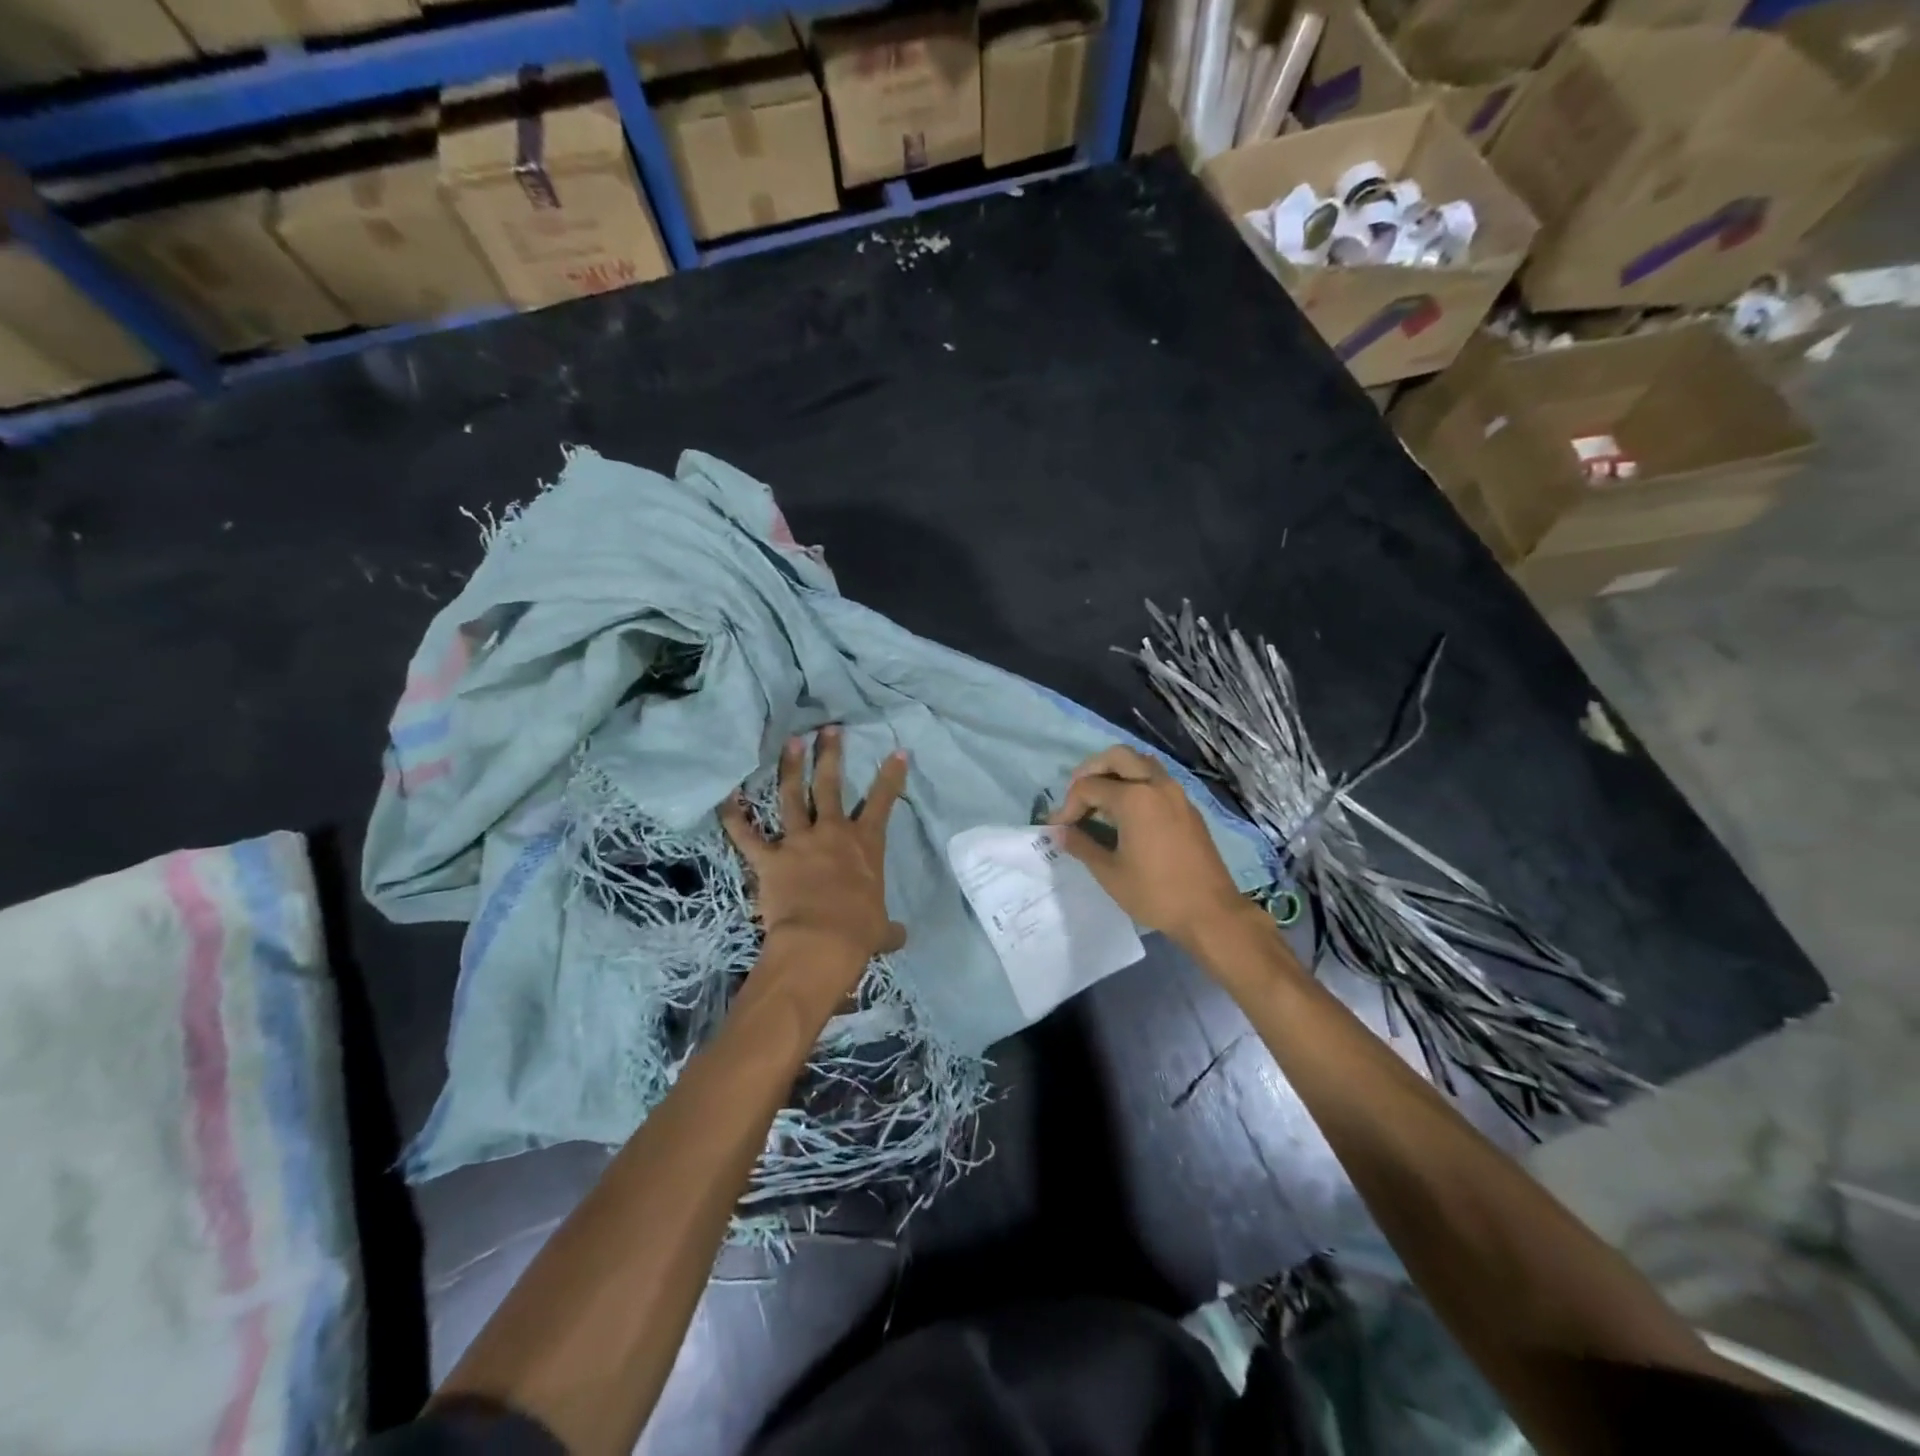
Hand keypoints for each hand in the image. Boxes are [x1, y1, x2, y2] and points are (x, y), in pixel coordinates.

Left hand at [720, 728, 908, 984]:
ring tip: (790, 743)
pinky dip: (734, 817)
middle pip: (830, 785)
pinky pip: (746, 834)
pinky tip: (727, 797)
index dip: (891, 776)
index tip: (897, 752)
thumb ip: (889, 928)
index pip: (884, 802)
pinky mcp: (768, 859)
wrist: (820, 942)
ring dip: (790, 768)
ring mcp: (798, 842)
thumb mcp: (880, 929)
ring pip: (791, 796)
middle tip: (828, 729)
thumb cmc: (858, 932)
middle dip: (830, 754)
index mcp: (865, 845)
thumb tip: (900, 938)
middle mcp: (832, 833)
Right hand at [1050, 745, 1251, 945]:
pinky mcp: (1187, 807)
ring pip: (1140, 764)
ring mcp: (1176, 793)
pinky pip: (1156, 780)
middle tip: (1077, 796)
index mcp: (1134, 798)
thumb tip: (1059, 831)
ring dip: (1116, 773)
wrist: (1211, 912)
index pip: (1089, 786)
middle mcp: (1156, 785)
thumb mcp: (1110, 872)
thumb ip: (1081, 845)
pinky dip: (1136, 784)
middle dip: (1091, 771)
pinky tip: (1126, 814)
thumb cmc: (1156, 893)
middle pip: (1117, 757)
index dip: (1068, 805)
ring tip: (1100, 801)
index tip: (1059, 828)